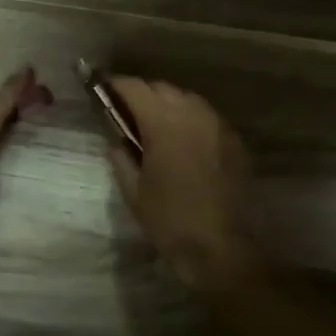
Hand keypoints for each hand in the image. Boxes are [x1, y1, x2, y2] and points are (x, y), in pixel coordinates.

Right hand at [107, 77, 257, 291]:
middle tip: (125, 113)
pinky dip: (188, 120)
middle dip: (141, 94)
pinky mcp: (234, 140)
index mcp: (164, 122)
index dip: (114, 85)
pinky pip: (205, 117)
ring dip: (166, 104)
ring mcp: (218, 125)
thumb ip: (120, 154)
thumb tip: (115, 135)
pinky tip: (181, 142)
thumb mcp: (133, 189)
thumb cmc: (170, 221)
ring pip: (186, 99)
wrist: (223, 249)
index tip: (101, 90)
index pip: (134, 87)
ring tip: (153, 126)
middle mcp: (193, 114)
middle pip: (161, 88)